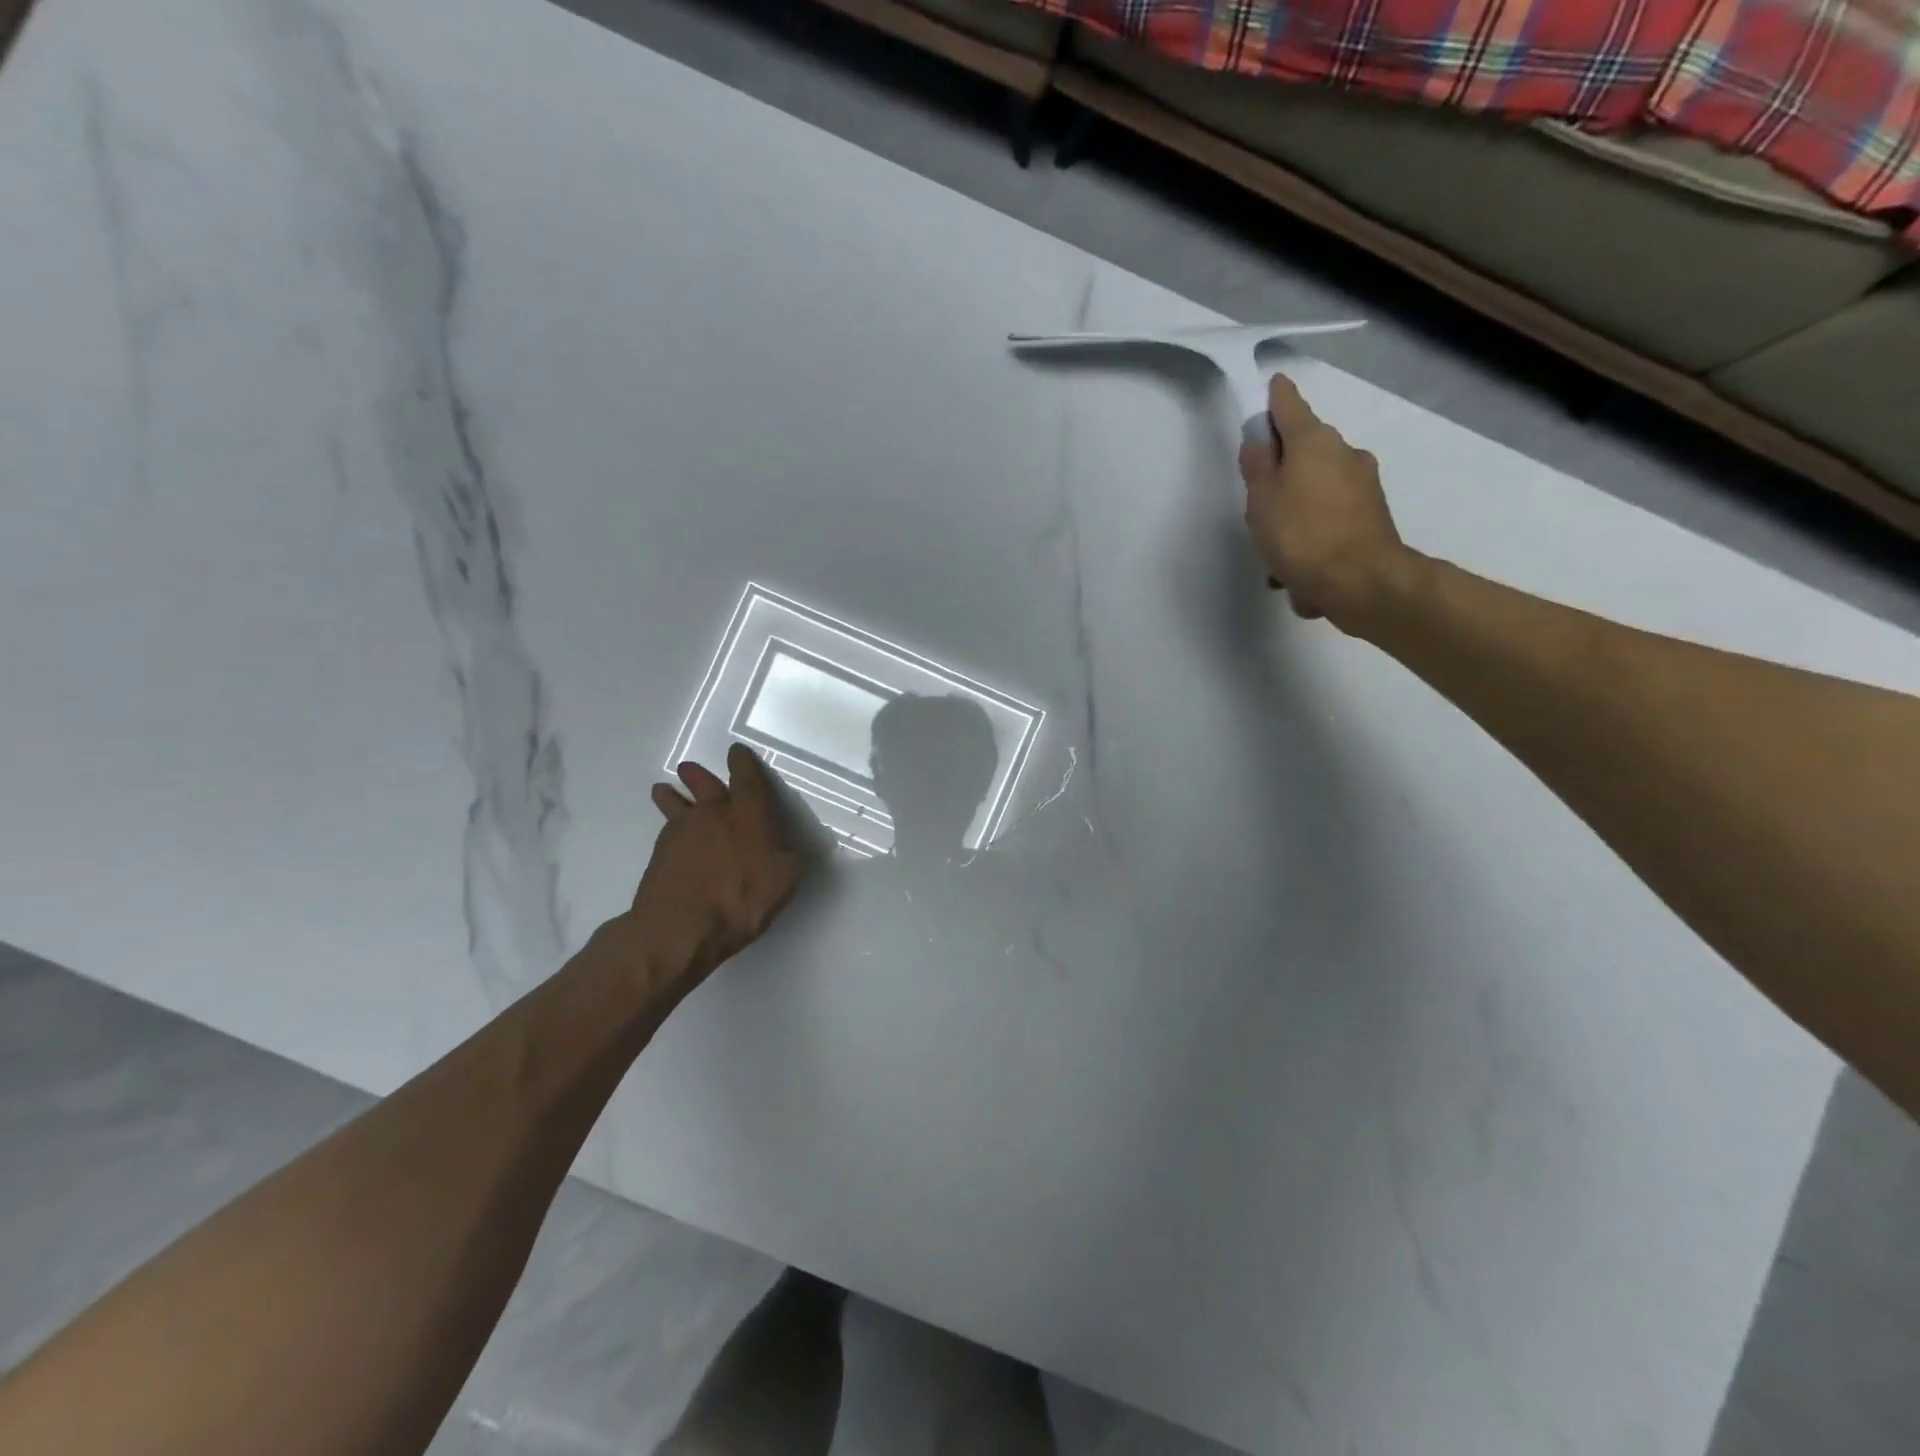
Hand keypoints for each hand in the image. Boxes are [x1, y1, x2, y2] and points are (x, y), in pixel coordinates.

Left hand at [619, 745, 806, 993]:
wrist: (681, 927)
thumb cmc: (742, 899)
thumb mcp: (784, 879)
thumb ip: (787, 855)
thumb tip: (782, 845)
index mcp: (748, 815)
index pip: (747, 779)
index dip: (743, 763)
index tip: (737, 752)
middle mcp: (713, 815)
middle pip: (704, 786)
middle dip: (699, 775)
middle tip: (689, 768)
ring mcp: (681, 833)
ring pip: (677, 805)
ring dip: (672, 795)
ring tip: (663, 789)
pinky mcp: (659, 856)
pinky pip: (666, 831)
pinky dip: (668, 827)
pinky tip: (668, 834)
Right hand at [1240, 373, 1409, 626]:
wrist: (1360, 581)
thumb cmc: (1301, 535)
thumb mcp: (1262, 500)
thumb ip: (1257, 466)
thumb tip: (1259, 440)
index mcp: (1314, 442)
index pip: (1290, 407)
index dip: (1276, 397)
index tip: (1271, 385)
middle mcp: (1345, 454)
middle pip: (1306, 450)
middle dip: (1284, 469)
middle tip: (1259, 502)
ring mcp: (1363, 485)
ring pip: (1318, 488)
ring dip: (1298, 509)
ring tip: (1278, 551)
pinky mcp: (1372, 516)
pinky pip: (1331, 517)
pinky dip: (1315, 533)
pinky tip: (1300, 569)